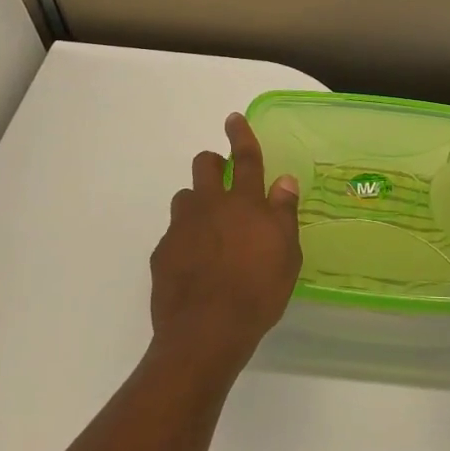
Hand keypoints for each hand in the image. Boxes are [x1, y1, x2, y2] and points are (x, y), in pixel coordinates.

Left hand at [151, 113, 301, 375]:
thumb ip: (283, 213)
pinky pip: (173, 234)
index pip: (245, 158)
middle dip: (212, 163)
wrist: (206, 332)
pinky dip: (185, 239)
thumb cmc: (257, 292)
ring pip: (185, 198)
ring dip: (197, 203)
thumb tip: (284, 181)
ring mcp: (182, 228)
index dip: (241, 135)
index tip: (234, 118)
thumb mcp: (287, 254)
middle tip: (223, 178)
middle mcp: (210, 206)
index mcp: (245, 203)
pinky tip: (195, 264)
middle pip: (205, 166)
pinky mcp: (162, 252)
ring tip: (210, 228)